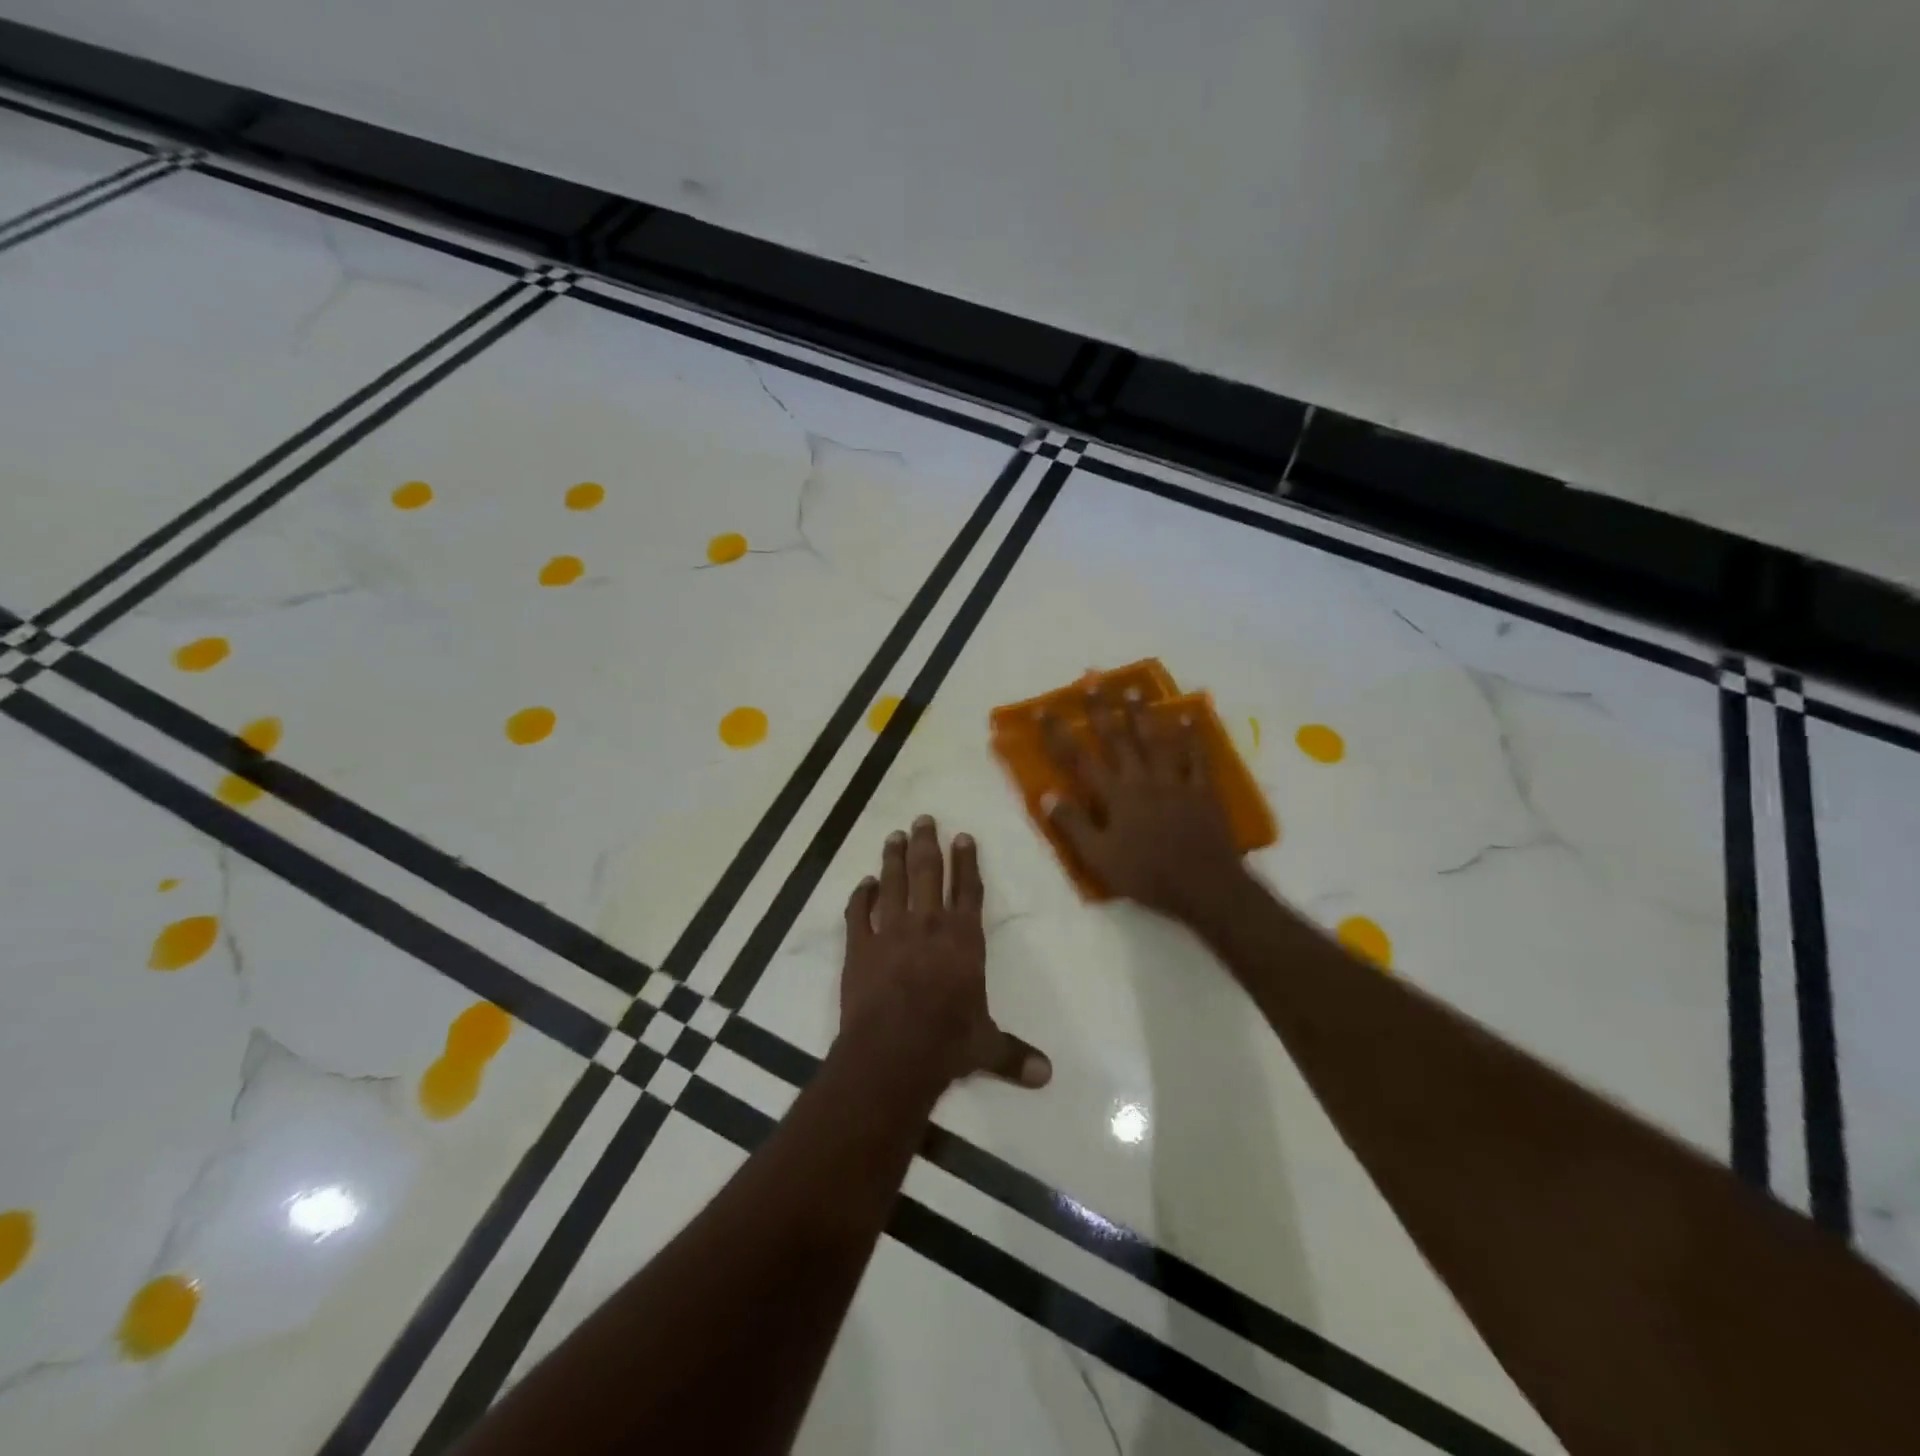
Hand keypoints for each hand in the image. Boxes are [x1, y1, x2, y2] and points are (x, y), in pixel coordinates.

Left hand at [837, 816, 1051, 1093]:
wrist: (892, 1053)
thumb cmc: (947, 1043)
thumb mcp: (986, 1047)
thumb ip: (1014, 1055)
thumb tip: (1048, 1076)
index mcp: (963, 939)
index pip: (968, 890)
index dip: (967, 862)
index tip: (963, 836)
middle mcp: (928, 925)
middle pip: (928, 873)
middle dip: (927, 844)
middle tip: (923, 819)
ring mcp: (890, 932)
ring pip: (893, 883)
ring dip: (893, 858)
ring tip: (894, 835)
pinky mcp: (859, 948)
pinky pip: (858, 914)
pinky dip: (860, 896)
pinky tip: (863, 884)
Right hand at [1041, 688, 1247, 922]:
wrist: (1204, 886)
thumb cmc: (1146, 875)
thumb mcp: (1100, 858)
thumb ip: (1073, 825)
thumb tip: (1047, 795)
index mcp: (1115, 795)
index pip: (1079, 758)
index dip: (1059, 733)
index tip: (1044, 710)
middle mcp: (1142, 779)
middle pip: (1118, 737)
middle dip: (1102, 708)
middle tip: (1093, 680)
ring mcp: (1174, 781)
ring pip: (1156, 739)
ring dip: (1143, 713)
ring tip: (1134, 689)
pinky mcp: (1202, 789)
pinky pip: (1196, 756)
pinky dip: (1191, 736)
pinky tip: (1188, 717)